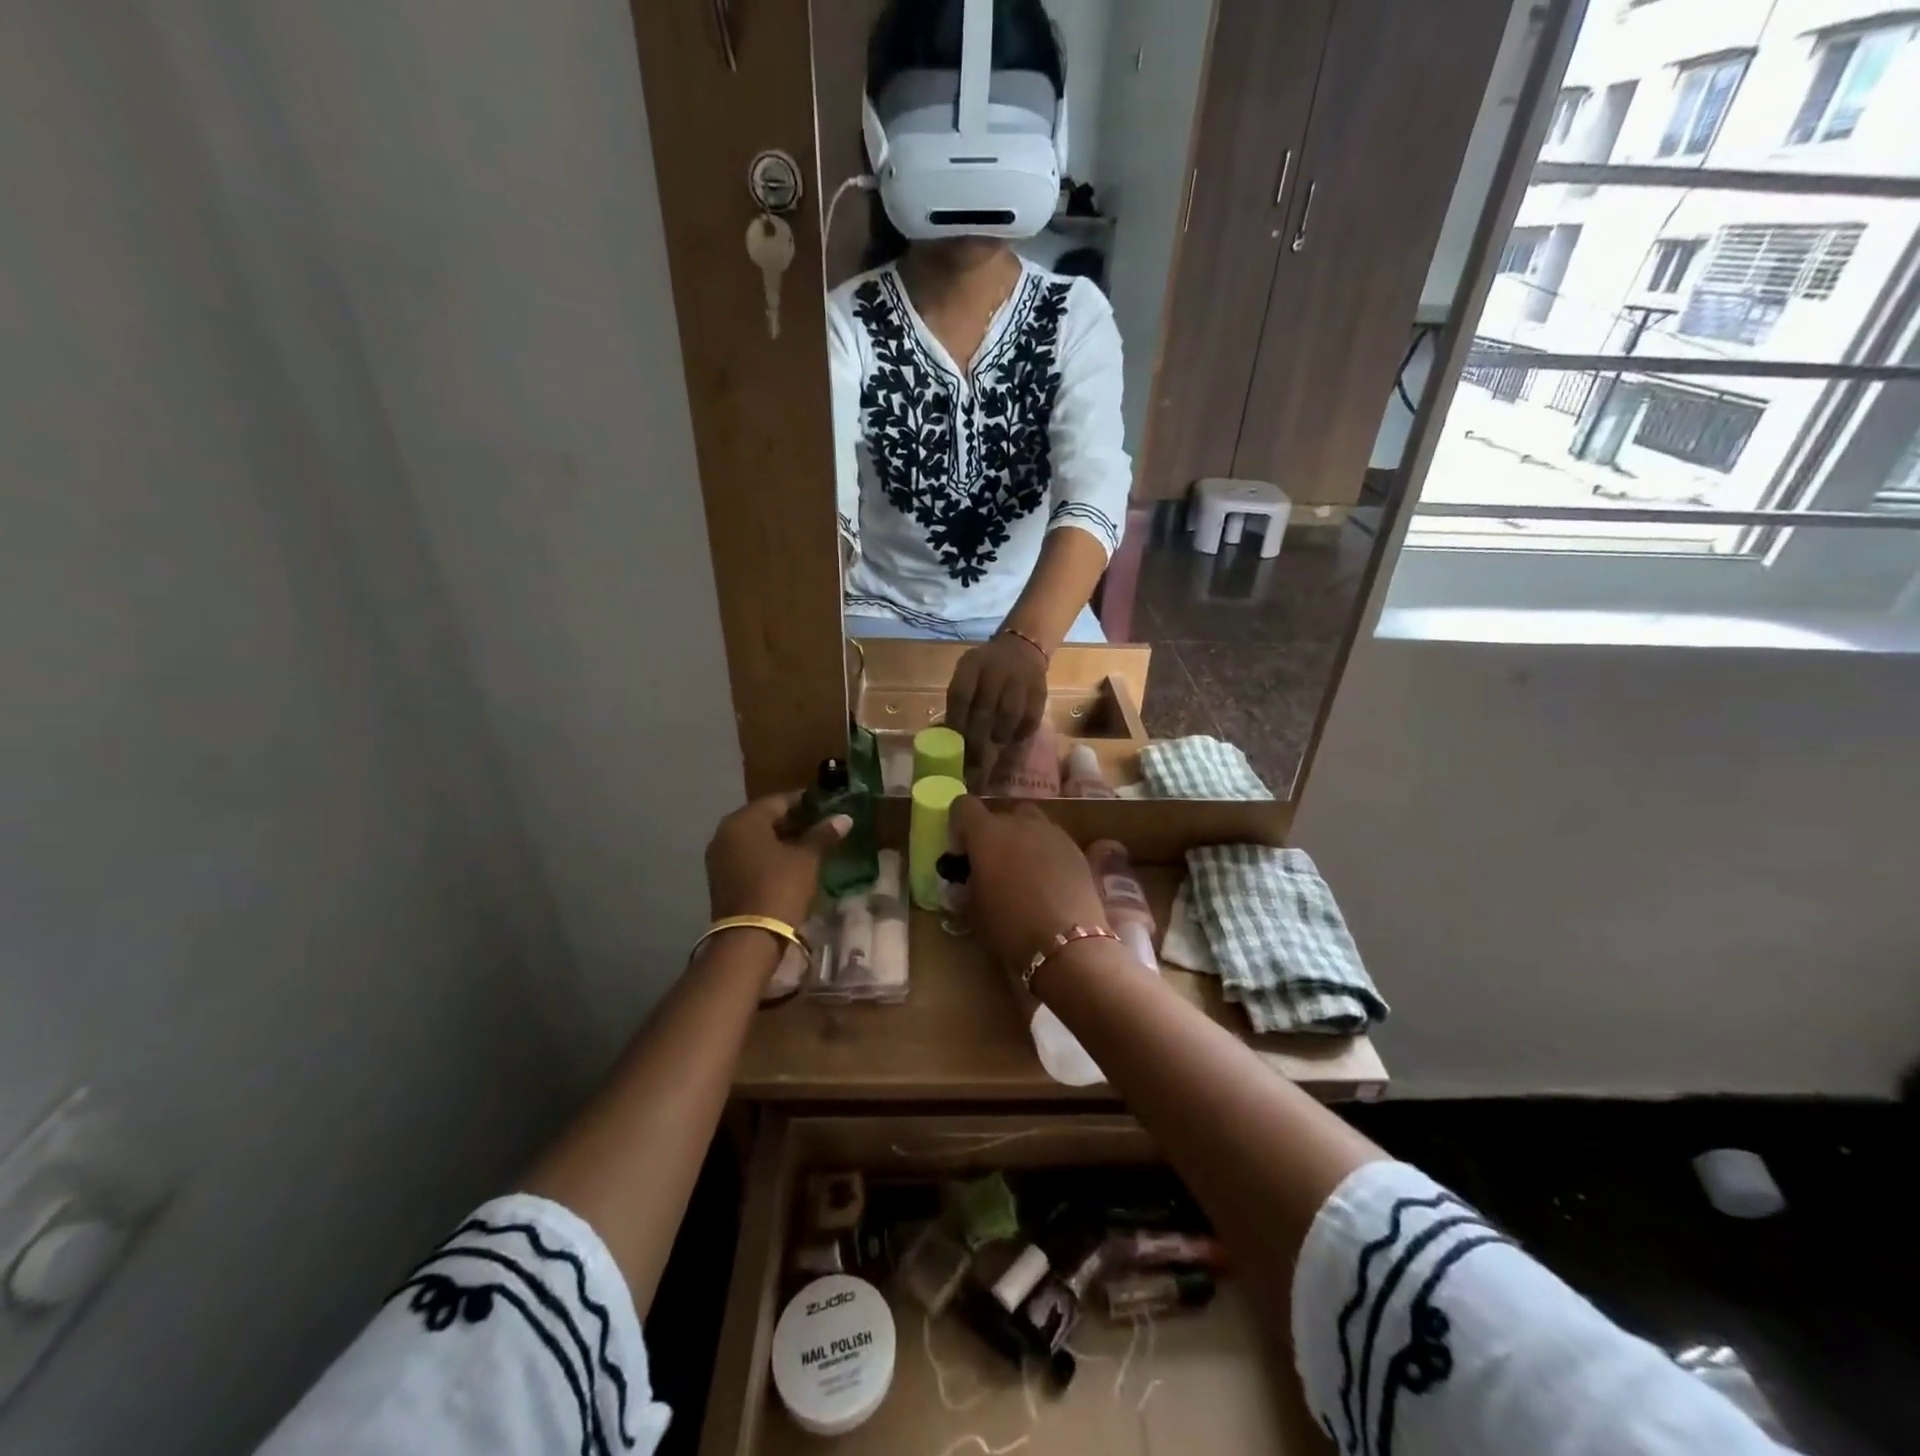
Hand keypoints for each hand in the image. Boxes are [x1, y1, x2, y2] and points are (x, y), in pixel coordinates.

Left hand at [705, 793, 849, 927]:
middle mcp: (725, 833)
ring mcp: (720, 858)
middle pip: (764, 819)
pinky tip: (792, 863)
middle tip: (822, 825)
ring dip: (782, 840)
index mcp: (744, 820)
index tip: (827, 805)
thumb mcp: (806, 859)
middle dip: (793, 821)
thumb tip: (844, 817)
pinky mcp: (722, 879)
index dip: (805, 801)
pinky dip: (769, 856)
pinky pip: (749, 857)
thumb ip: (823, 835)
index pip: (778, 800)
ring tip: (811, 845)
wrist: (749, 939)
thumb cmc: (780, 888)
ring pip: (756, 839)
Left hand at [946, 632, 1049, 762]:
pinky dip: (1021, 733)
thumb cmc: (987, 668)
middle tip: (972, 763)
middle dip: (976, 740)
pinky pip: (1031, 718)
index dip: (956, 722)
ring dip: (1000, 735)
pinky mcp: (1040, 691)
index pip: (960, 695)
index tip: (953, 745)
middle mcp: (996, 670)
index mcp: (972, 664)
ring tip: (995, 744)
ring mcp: (1020, 679)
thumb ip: (960, 699)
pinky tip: (1014, 739)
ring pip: (1009, 715)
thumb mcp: (968, 672)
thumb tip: (950, 737)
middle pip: (984, 710)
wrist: (1022, 647)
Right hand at [951, 796, 1107, 977]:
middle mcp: (1019, 822)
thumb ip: (966, 888)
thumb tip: (965, 883)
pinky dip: (1046, 854)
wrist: (1067, 944)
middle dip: (994, 835)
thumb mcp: (973, 911)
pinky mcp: (1076, 849)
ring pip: (1031, 824)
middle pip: (1000, 814)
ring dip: (1022, 840)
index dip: (959, 825)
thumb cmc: (1010, 927)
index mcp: (987, 833)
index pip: (964, 806)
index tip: (962, 852)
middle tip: (993, 867)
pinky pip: (1053, 841)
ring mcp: (1052, 832)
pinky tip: (1049, 883)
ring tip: (1024, 873)